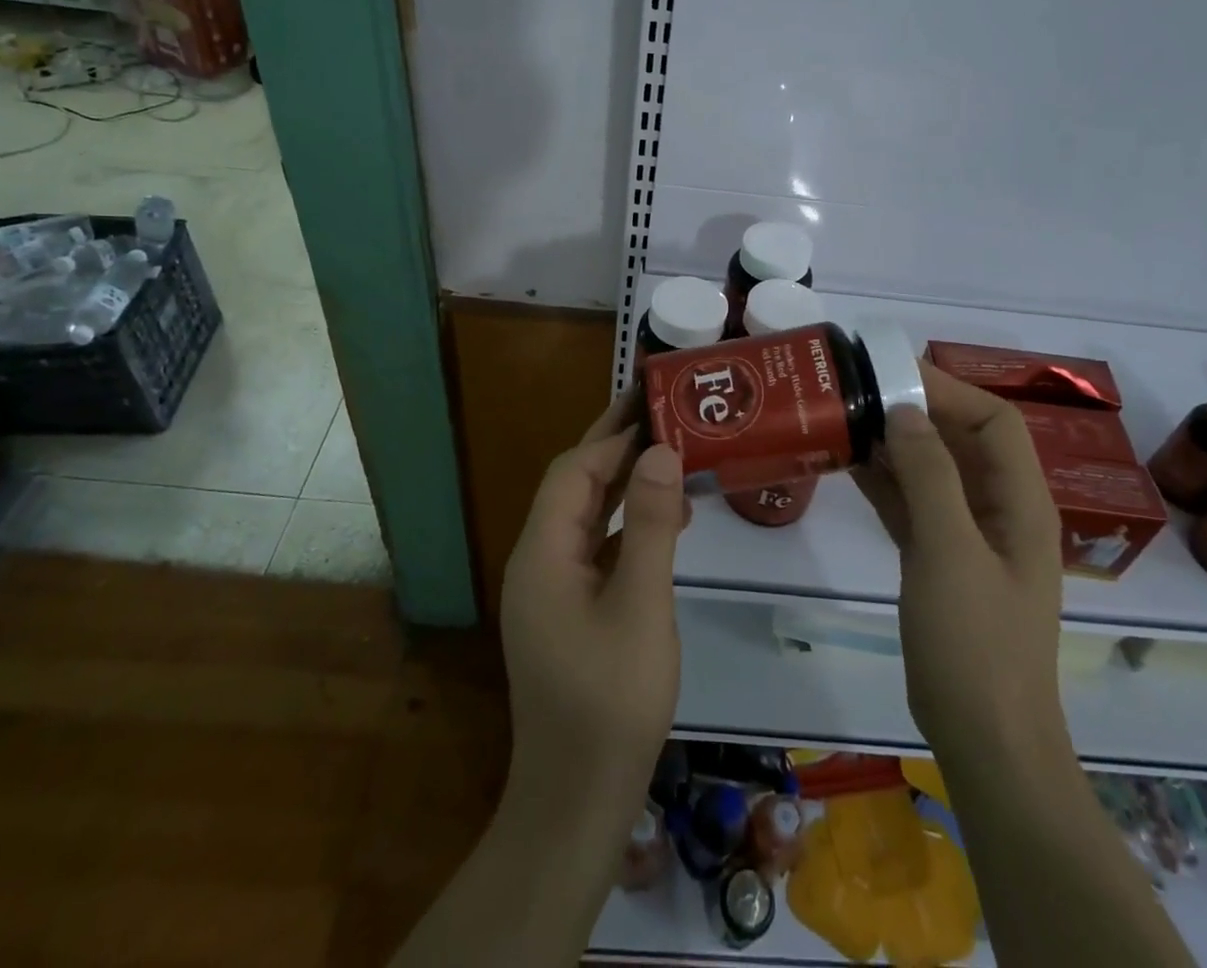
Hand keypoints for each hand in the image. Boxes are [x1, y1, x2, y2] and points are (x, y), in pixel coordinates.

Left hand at [498, 391, 689, 833]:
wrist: (577, 800)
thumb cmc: (611, 700)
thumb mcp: (642, 606)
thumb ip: (651, 525)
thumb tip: (660, 451)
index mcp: (542, 553)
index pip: (574, 472)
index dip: (613, 436)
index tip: (654, 405)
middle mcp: (537, 560)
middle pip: (574, 486)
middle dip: (614, 447)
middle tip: (659, 409)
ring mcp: (549, 587)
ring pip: (585, 515)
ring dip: (623, 482)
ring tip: (669, 454)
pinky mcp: (566, 609)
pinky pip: (594, 547)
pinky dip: (626, 524)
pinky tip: (663, 522)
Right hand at [854, 362, 1069, 762]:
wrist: (984, 739)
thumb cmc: (975, 642)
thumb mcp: (949, 551)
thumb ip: (929, 475)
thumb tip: (904, 409)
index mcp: (1020, 501)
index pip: (994, 421)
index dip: (949, 389)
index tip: (892, 372)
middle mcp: (998, 509)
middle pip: (962, 439)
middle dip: (916, 409)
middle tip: (859, 389)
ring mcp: (968, 535)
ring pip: (933, 469)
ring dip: (895, 442)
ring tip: (846, 416)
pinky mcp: (940, 559)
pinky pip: (913, 503)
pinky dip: (886, 480)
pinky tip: (847, 463)